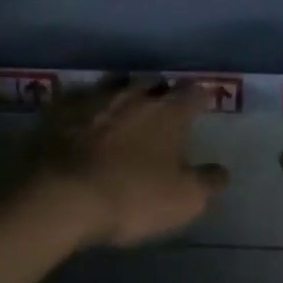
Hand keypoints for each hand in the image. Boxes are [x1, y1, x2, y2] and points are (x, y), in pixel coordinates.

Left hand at [37, 77, 229, 247]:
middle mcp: (134, 94)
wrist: (60, 196)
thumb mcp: (183, 201)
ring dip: (123, 92)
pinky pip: (77, 98)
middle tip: (163, 107)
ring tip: (123, 107)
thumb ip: (208, 182)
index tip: (205, 102)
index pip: (194, 92)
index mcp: (168, 112)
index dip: (202, 96)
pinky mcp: (60, 108)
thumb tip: (222, 172)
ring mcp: (94, 97)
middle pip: (154, 82)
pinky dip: (84, 105)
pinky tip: (81, 117)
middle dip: (161, 91)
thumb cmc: (130, 197)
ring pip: (115, 83)